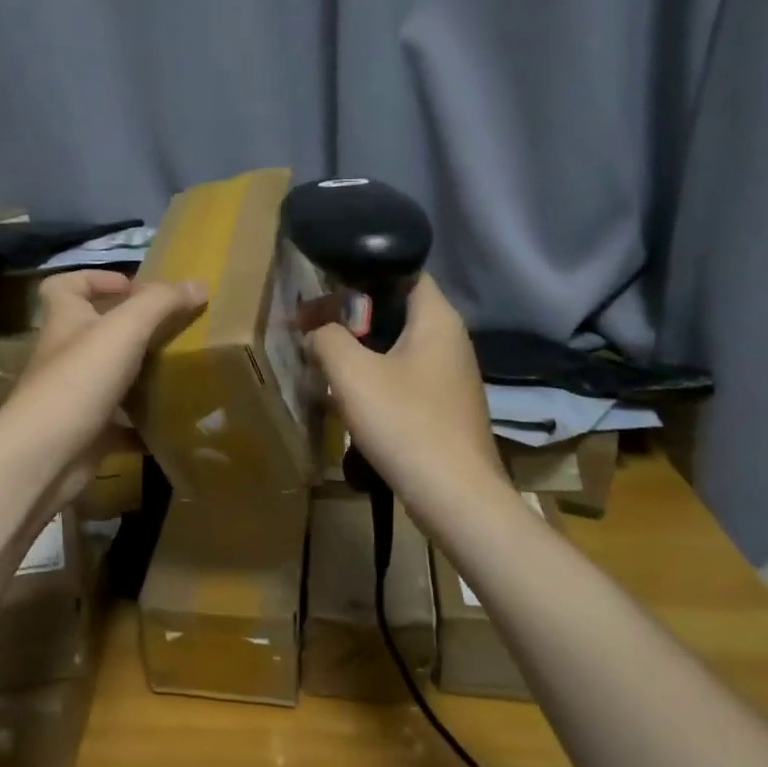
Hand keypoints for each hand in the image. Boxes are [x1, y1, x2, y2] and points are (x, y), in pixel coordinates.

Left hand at [0, 270, 205, 506]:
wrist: (45, 457)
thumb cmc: (79, 381)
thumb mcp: (124, 330)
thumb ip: (160, 303)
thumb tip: (199, 284)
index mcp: (65, 322)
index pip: (65, 286)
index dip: (94, 278)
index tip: (131, 286)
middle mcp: (66, 356)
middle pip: (94, 332)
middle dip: (131, 330)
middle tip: (172, 331)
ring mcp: (74, 397)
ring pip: (109, 379)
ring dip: (140, 376)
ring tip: (180, 372)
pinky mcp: (87, 434)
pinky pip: (120, 425)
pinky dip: (143, 424)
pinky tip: (171, 423)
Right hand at [306, 276, 501, 511]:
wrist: (453, 495)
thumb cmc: (404, 422)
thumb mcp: (352, 374)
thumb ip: (327, 339)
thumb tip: (317, 332)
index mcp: (437, 318)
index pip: (403, 271)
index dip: (361, 274)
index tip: (324, 289)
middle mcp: (451, 339)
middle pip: (396, 311)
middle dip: (352, 317)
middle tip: (314, 328)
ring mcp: (451, 376)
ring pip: (398, 347)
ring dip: (360, 351)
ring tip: (324, 363)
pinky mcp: (445, 407)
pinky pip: (405, 378)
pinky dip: (376, 379)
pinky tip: (351, 399)